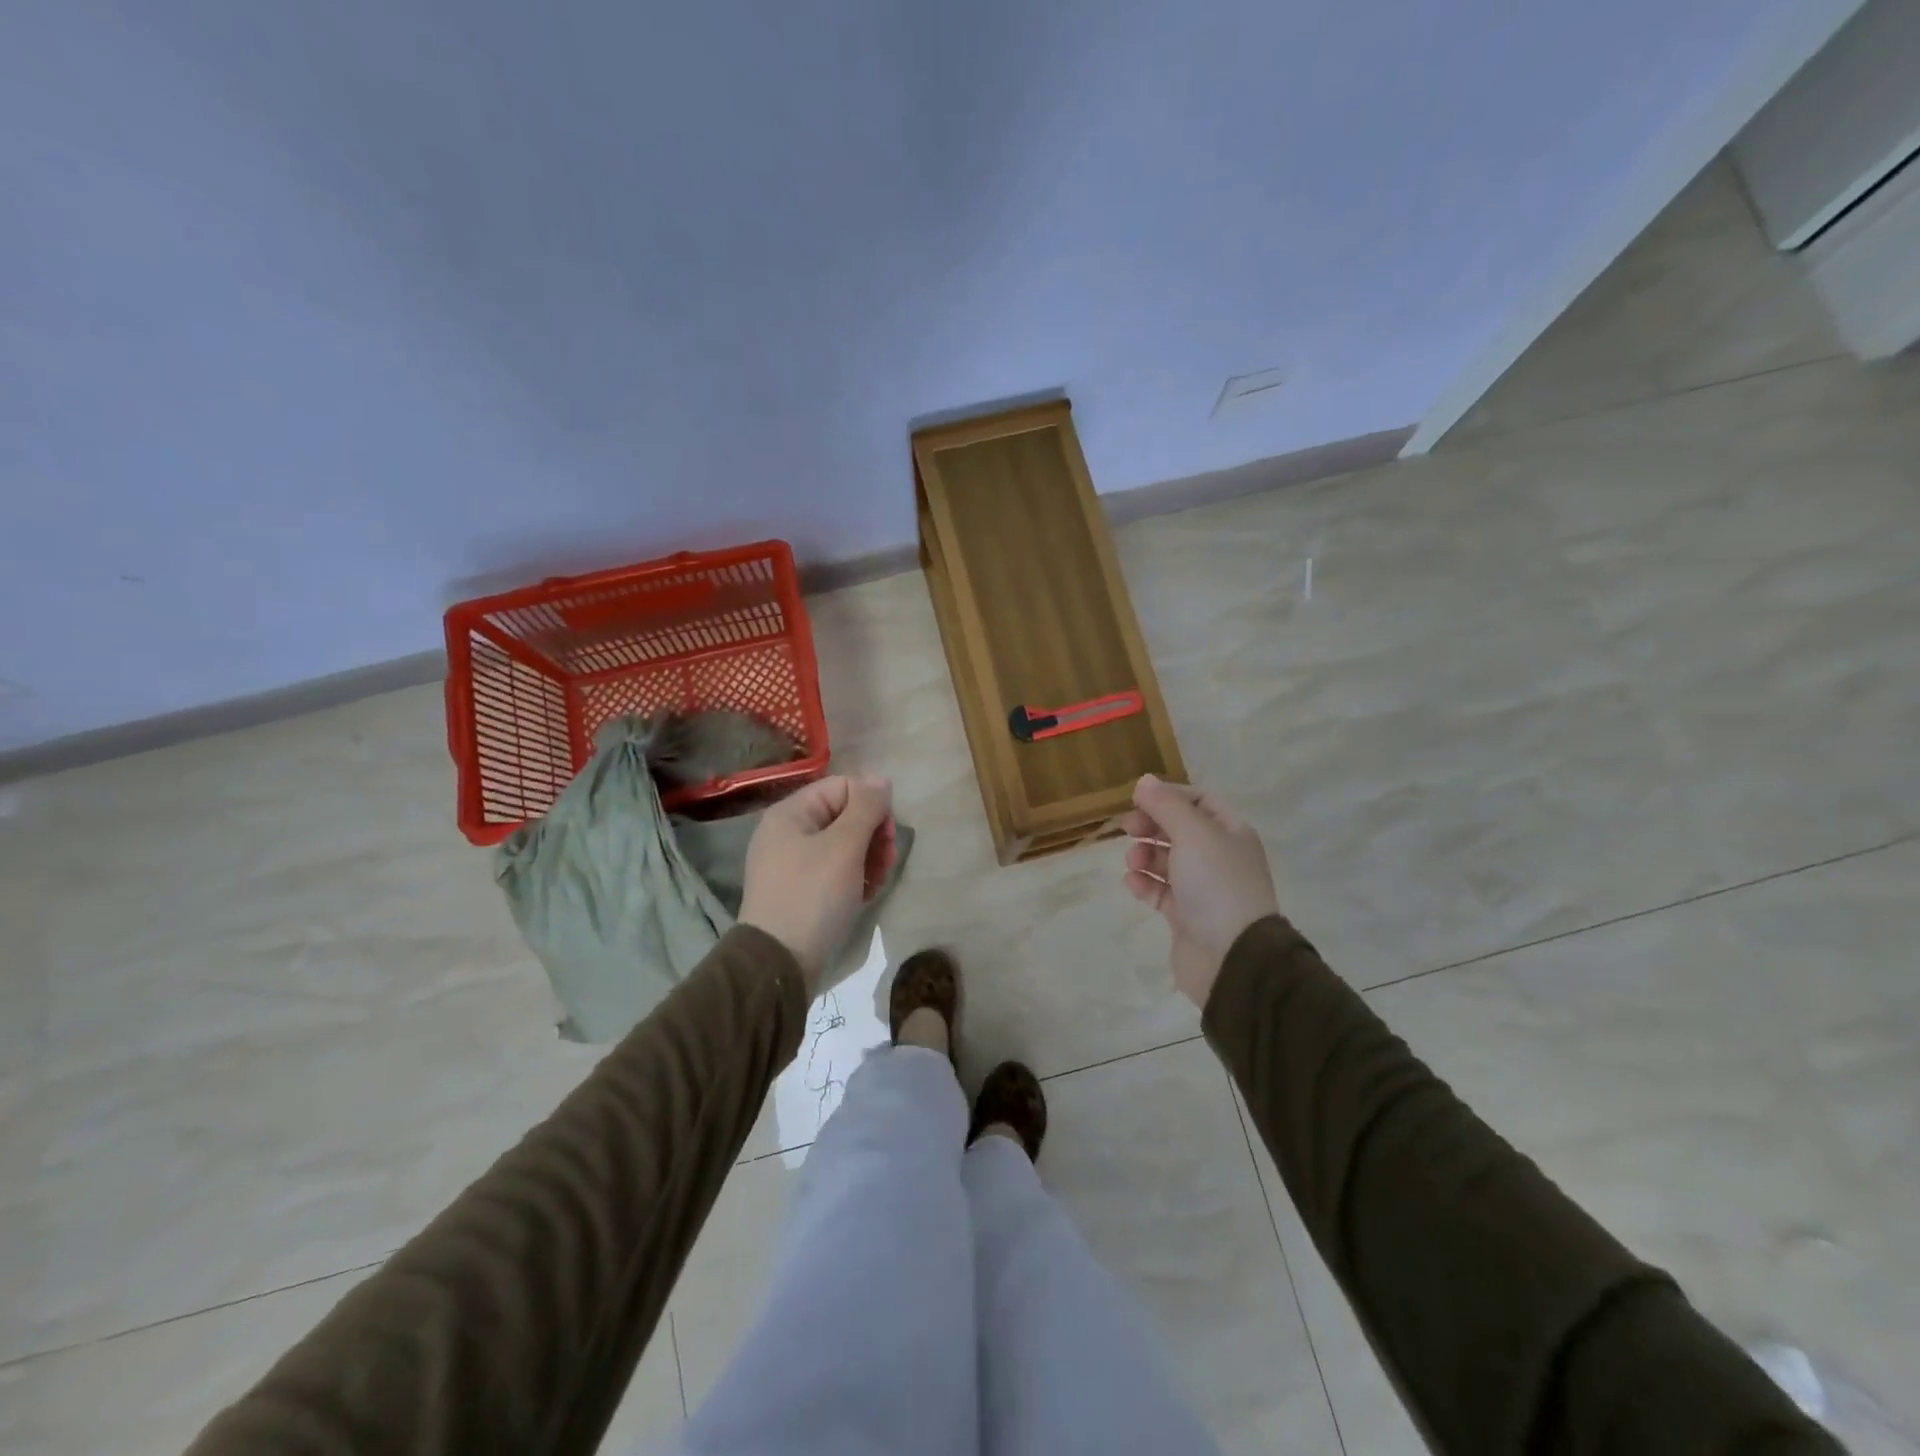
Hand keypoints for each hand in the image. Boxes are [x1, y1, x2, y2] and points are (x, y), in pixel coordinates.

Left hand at [738, 774, 895, 988]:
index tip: (888, 835)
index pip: (844, 786)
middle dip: (873, 835)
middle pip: (845, 814)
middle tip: (886, 863)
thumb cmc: (812, 896)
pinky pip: (833, 869)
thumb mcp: (844, 847)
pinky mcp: (799, 888)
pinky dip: (853, 877)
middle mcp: (787, 831)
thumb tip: (881, 780)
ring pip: (843, 843)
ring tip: (876, 882)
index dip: (872, 805)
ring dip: (868, 857)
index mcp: (791, 812)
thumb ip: (866, 808)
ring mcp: (791, 862)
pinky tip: (863, 895)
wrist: (778, 962)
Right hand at [1123, 775, 1279, 1009]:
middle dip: (1152, 826)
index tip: (1140, 800)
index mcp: (1230, 833)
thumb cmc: (1216, 884)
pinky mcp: (1186, 917)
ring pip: (1167, 861)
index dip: (1169, 796)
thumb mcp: (1192, 833)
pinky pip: (1160, 892)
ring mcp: (1203, 889)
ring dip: (1145, 855)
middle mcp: (1219, 857)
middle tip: (1129, 829)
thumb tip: (1144, 781)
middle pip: (1179, 830)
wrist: (1232, 956)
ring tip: (1133, 862)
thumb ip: (1166, 805)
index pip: (1199, 801)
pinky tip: (1133, 883)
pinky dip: (1144, 884)